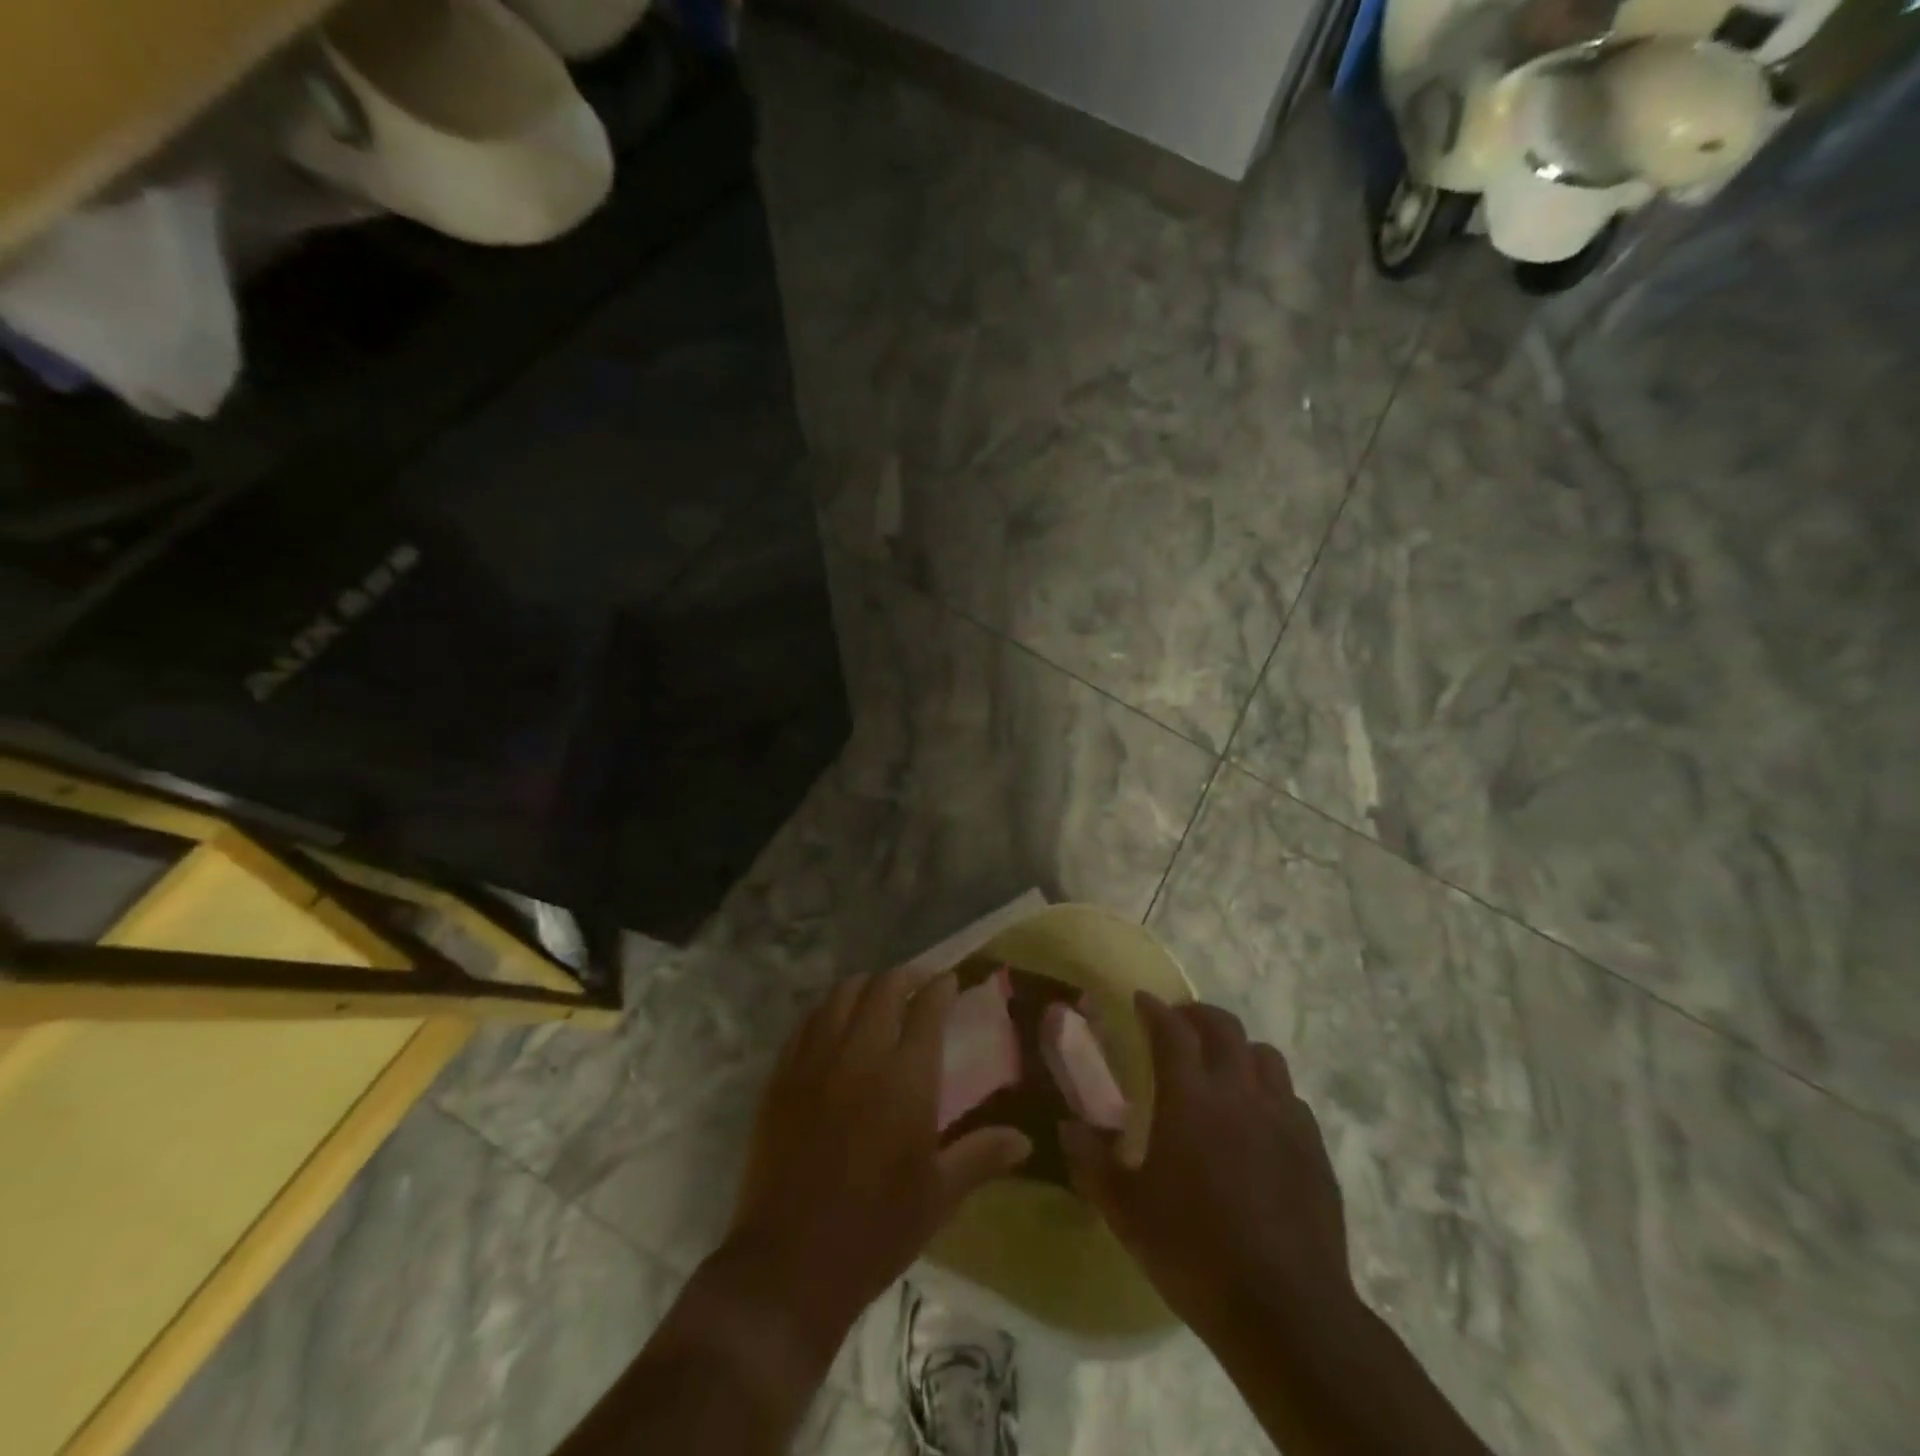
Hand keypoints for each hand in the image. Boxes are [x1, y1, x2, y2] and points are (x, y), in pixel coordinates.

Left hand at [722, 967, 1032, 1347]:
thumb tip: (1025, 1139)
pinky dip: (827, 1011)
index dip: (941, 987)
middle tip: (918, 985)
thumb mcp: (940, 1195)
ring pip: (841, 995)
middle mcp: (860, 1055)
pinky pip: (806, 1023)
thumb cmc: (877, 1230)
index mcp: (906, 1078)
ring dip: (865, 987)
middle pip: (882, 988)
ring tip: (878, 998)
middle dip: (905, 977)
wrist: (790, 1265)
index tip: (950, 982)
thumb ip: (983, 1155)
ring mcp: (815, 1062)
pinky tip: (835, 1024)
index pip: (926, 1007)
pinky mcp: (782, 1077)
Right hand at [1061, 992, 1352, 1340]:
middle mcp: (1239, 1093)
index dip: (1154, 1009)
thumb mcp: (1126, 1212)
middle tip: (1179, 1024)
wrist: (1286, 1311)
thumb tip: (1068, 1127)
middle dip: (1197, 1015)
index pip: (1171, 1031)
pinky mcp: (1314, 1148)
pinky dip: (1269, 1090)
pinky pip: (1290, 1097)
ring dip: (1238, 1048)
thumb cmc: (1194, 1254)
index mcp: (1190, 1098)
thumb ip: (1092, 1162)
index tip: (1141, 1001)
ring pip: (1265, 1055)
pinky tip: (1259, 1117)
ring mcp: (1283, 1117)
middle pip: (1224, 1028)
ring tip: (1222, 1065)